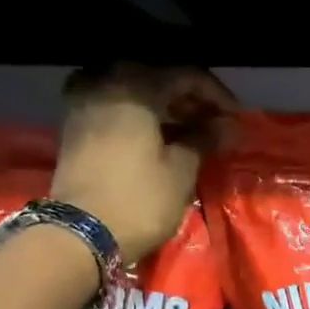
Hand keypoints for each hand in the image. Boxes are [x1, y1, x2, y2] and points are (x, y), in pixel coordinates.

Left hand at [55, 65, 236, 258]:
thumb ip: (204, 140)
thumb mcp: (181, 172)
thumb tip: (225, 126)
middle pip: (157, 77)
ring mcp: (84, 99)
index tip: (235, 118)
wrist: (81, 233)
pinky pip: (114, 103)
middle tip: (214, 124)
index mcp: (135, 84)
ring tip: (190, 132)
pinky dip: (139, 114)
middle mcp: (105, 79)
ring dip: (164, 107)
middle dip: (189, 99)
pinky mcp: (74, 122)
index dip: (216, 95)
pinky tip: (158, 136)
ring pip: (134, 89)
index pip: (186, 75)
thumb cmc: (139, 200)